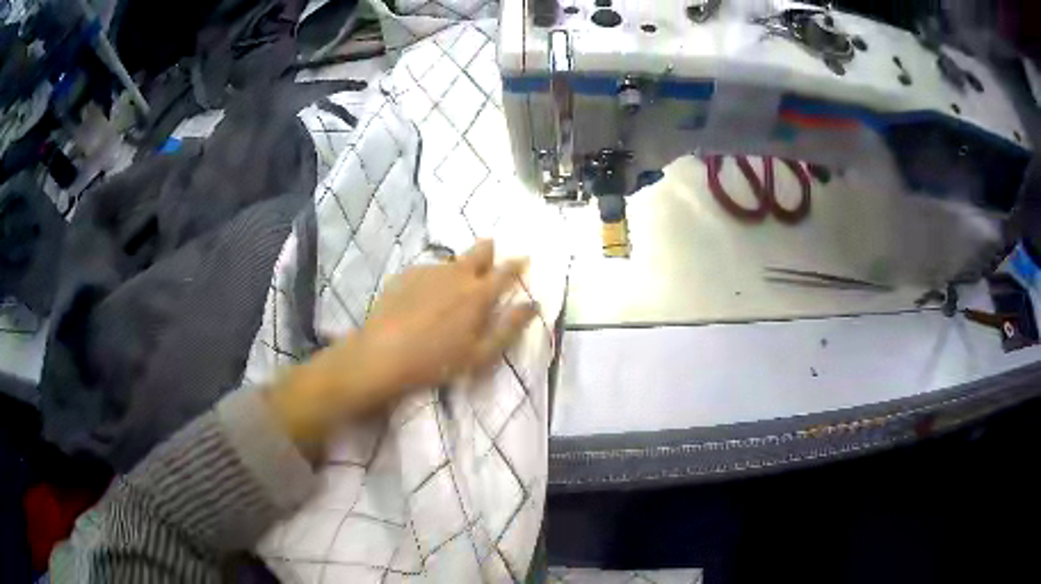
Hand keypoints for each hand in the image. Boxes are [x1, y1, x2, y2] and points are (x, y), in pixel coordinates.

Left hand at [269, 240, 536, 452]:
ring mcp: (429, 270)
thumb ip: (509, 327)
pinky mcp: (406, 274)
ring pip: (452, 261)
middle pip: (480, 250)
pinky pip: (428, 270)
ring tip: (449, 292)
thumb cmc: (436, 360)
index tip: (524, 259)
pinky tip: (423, 298)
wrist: (383, 354)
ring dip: (459, 269)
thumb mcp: (480, 353)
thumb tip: (532, 305)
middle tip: (490, 257)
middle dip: (489, 250)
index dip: (517, 264)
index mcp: (478, 294)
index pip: (506, 271)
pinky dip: (433, 279)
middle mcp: (457, 273)